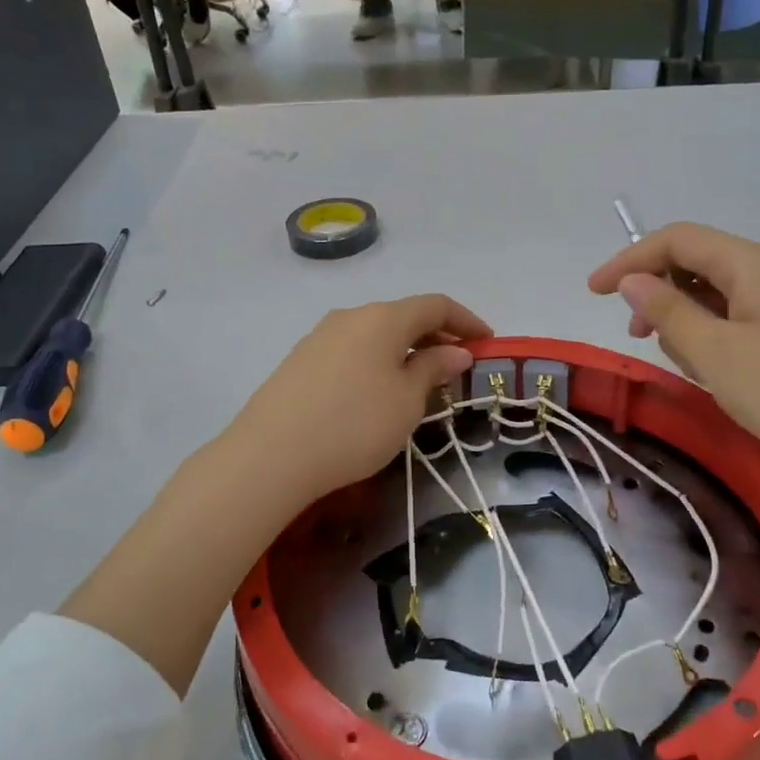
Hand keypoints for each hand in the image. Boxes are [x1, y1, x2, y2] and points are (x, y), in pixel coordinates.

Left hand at [225, 295, 490, 505]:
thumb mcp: (407, 400)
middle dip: (436, 336)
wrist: (271, 454)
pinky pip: (351, 351)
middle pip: (403, 316)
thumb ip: (433, 369)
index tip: (488, 342)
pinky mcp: (299, 361)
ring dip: (404, 350)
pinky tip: (377, 392)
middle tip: (457, 365)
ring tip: (419, 382)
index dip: (467, 320)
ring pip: (375, 334)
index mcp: (383, 317)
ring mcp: (320, 337)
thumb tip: (454, 350)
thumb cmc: (355, 424)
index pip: (436, 305)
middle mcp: (350, 316)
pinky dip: (376, 362)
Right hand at [588, 224, 759, 486]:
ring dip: (688, 317)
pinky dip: (715, 332)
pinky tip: (716, 369)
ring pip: (719, 291)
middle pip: (699, 261)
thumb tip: (633, 279)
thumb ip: (667, 310)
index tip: (594, 292)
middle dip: (659, 291)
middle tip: (637, 335)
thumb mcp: (714, 353)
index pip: (678, 240)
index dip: (629, 259)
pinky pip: (742, 315)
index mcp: (753, 263)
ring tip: (685, 362)